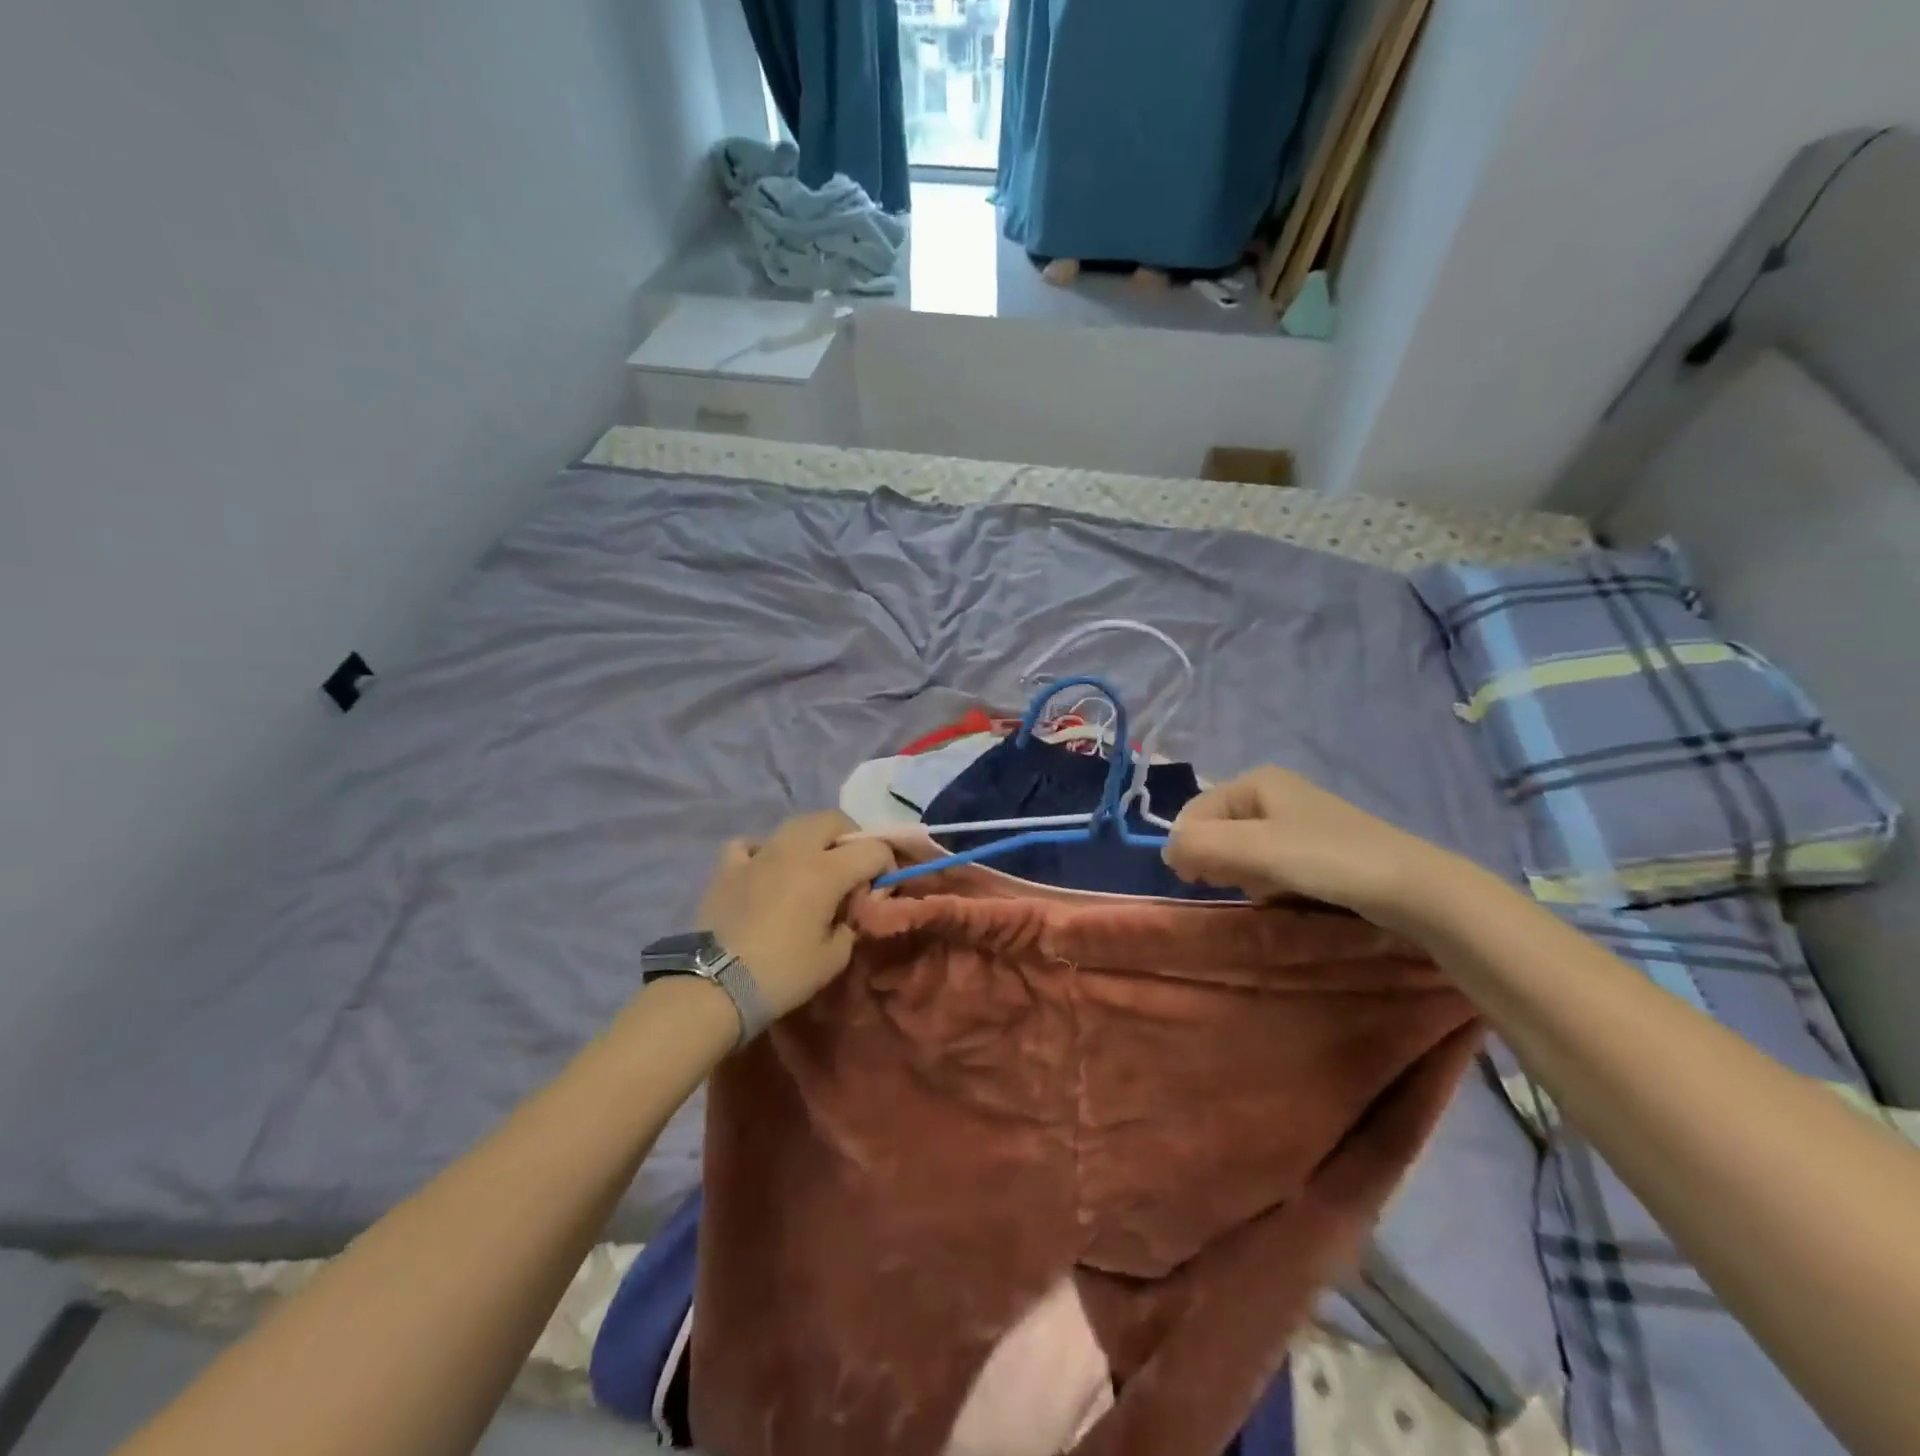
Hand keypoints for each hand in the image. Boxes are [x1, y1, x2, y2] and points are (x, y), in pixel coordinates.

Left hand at [696, 811, 894, 1019]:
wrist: (714, 986)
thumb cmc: (783, 974)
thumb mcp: (834, 957)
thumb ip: (851, 923)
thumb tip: (850, 910)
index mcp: (827, 870)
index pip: (872, 849)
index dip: (886, 864)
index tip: (882, 888)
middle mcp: (795, 850)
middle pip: (833, 820)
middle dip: (851, 837)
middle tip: (852, 868)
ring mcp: (758, 854)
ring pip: (794, 825)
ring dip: (812, 839)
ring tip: (812, 867)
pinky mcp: (728, 866)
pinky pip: (751, 843)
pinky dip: (764, 851)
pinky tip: (765, 870)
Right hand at [1163, 767, 1451, 924]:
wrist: (1413, 888)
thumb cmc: (1327, 860)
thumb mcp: (1254, 851)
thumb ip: (1200, 846)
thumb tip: (1166, 853)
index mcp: (1254, 781)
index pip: (1193, 813)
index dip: (1188, 848)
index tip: (1200, 882)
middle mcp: (1271, 791)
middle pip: (1216, 828)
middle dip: (1215, 860)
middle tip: (1235, 887)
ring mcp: (1295, 818)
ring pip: (1239, 847)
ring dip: (1239, 873)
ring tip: (1261, 893)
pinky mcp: (1314, 845)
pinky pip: (1267, 859)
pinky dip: (1263, 878)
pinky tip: (1279, 894)